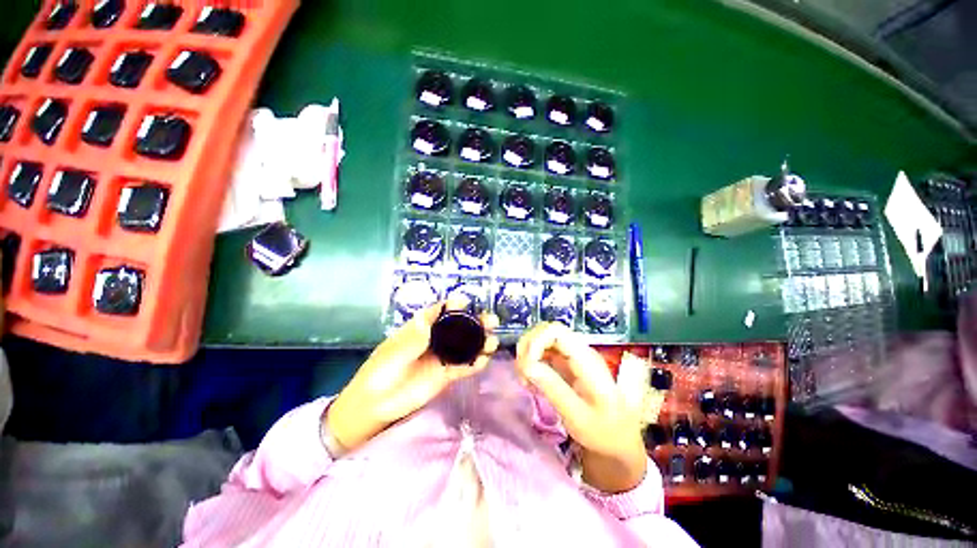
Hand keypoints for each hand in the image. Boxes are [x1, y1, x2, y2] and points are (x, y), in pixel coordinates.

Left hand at [326, 297, 499, 452]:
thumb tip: (429, 320)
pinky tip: (485, 361)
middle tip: (491, 321)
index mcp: (420, 329)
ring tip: (493, 342)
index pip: (439, 312)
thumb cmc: (380, 372)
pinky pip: (463, 367)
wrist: (375, 405)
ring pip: (465, 346)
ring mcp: (441, 357)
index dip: (452, 306)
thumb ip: (413, 339)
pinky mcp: (446, 375)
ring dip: (480, 343)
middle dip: (474, 322)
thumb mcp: (394, 352)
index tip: (466, 302)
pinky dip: (475, 364)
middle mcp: (434, 340)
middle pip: (458, 328)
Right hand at [516, 322, 645, 493]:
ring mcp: (571, 355)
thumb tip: (527, 365)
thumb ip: (553, 388)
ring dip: (527, 356)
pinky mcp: (565, 362)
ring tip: (526, 381)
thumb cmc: (603, 432)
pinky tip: (531, 382)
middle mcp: (578, 350)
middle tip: (522, 375)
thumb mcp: (577, 417)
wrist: (619, 440)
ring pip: (541, 339)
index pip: (555, 331)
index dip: (535, 341)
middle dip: (528, 348)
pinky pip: (542, 351)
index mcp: (586, 359)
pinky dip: (531, 363)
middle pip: (545, 331)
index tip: (527, 367)